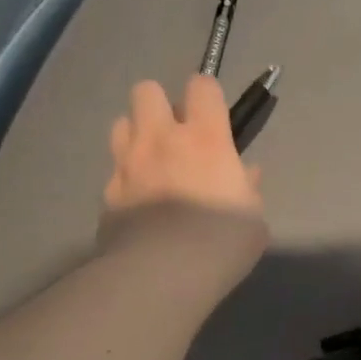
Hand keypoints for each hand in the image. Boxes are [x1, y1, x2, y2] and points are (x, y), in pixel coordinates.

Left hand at [101, 75, 266, 288]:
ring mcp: (127, 165)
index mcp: (204, 139)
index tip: (213, 114)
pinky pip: (114, 173)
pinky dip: (125, 181)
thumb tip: (247, 174)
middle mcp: (160, 140)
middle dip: (159, 105)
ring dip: (136, 136)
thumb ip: (248, 190)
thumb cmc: (222, 242)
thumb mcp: (253, 219)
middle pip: (146, 90)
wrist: (164, 274)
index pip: (201, 85)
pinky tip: (138, 205)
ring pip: (121, 124)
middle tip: (175, 135)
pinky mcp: (107, 195)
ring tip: (151, 163)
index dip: (206, 93)